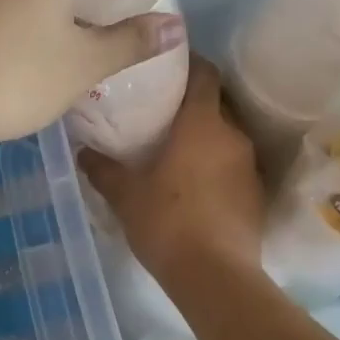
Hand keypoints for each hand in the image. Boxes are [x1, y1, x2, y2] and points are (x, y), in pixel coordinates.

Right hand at [79, 57, 263, 283]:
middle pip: (217, 103)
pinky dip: (216, 164)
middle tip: (163, 111)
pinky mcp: (256, 194)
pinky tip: (195, 183)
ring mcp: (249, 165)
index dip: (190, 62)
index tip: (168, 64)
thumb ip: (103, 169)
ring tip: (177, 148)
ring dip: (206, 136)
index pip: (205, 73)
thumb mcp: (125, 195)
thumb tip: (83, 152)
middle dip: (193, 102)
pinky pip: (234, 164)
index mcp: (201, 123)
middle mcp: (232, 135)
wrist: (215, 276)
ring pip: (227, 135)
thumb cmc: (166, 222)